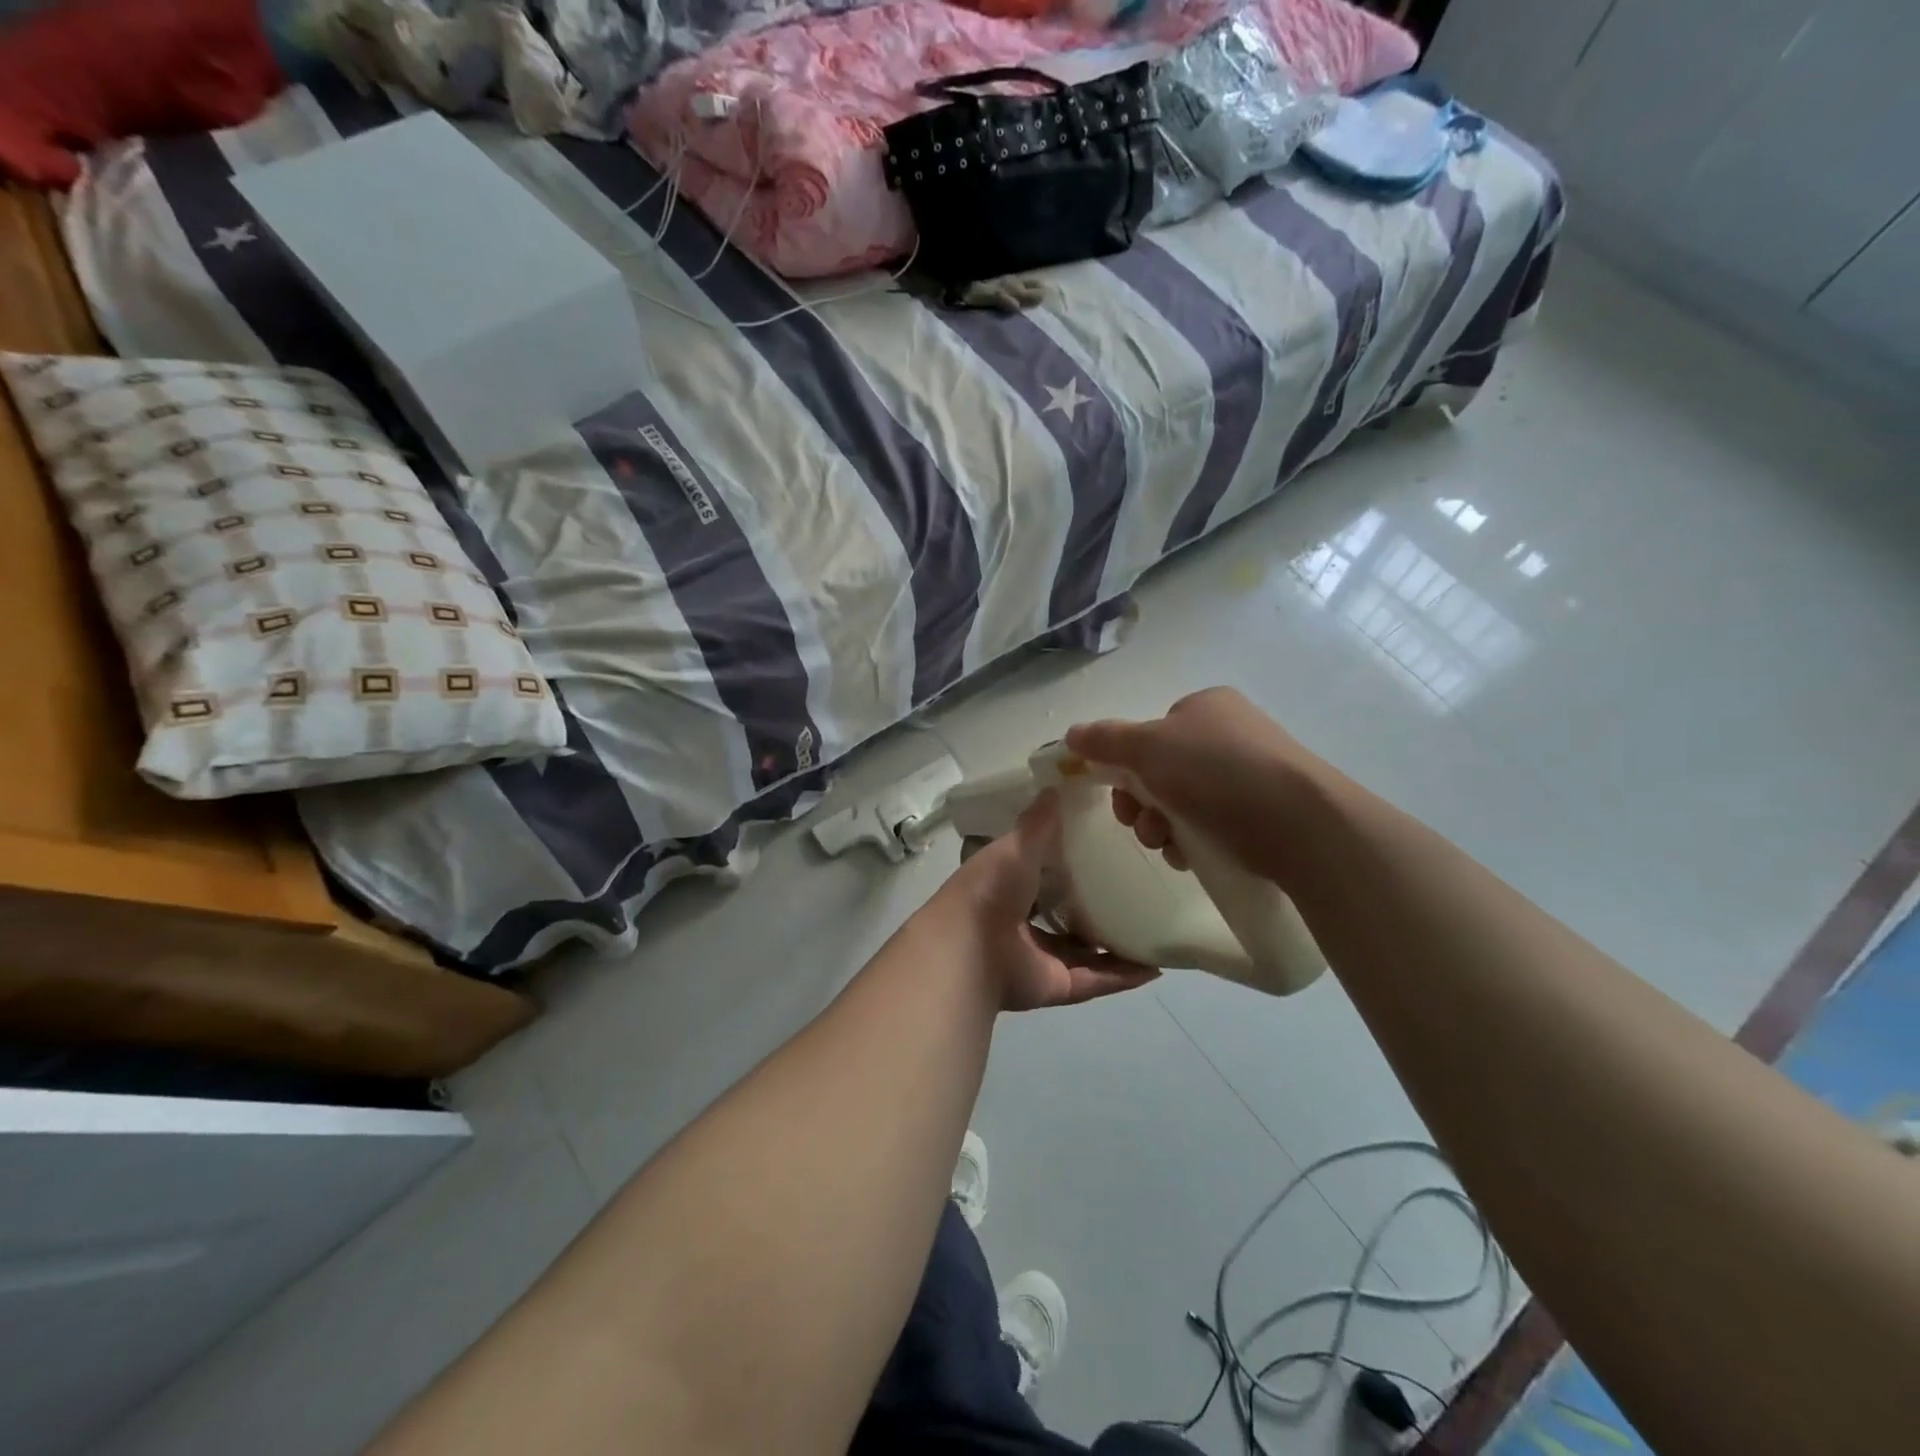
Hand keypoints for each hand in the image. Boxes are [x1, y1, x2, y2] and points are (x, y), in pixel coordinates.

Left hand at [934, 791, 1158, 1012]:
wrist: (971, 949)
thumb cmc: (991, 889)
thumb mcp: (1016, 846)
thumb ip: (1037, 823)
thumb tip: (1056, 787)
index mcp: (1009, 886)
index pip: (1043, 871)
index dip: (1069, 861)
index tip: (1106, 846)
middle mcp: (1024, 922)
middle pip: (1066, 913)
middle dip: (1096, 905)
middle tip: (1139, 888)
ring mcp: (1040, 956)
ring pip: (1085, 951)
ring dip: (1116, 944)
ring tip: (1154, 927)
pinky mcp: (1056, 985)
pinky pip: (1096, 980)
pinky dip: (1123, 976)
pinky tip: (1155, 966)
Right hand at [1064, 687, 1320, 882]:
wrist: (1301, 823)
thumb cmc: (1217, 772)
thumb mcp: (1149, 747)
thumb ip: (1105, 740)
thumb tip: (1071, 734)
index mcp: (1205, 707)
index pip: (1150, 735)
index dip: (1126, 767)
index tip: (1121, 797)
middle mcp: (1229, 734)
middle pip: (1161, 772)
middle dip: (1143, 805)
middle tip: (1144, 827)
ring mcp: (1251, 774)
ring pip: (1183, 803)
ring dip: (1163, 828)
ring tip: (1171, 846)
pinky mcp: (1266, 812)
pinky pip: (1213, 825)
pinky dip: (1194, 841)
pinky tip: (1193, 856)